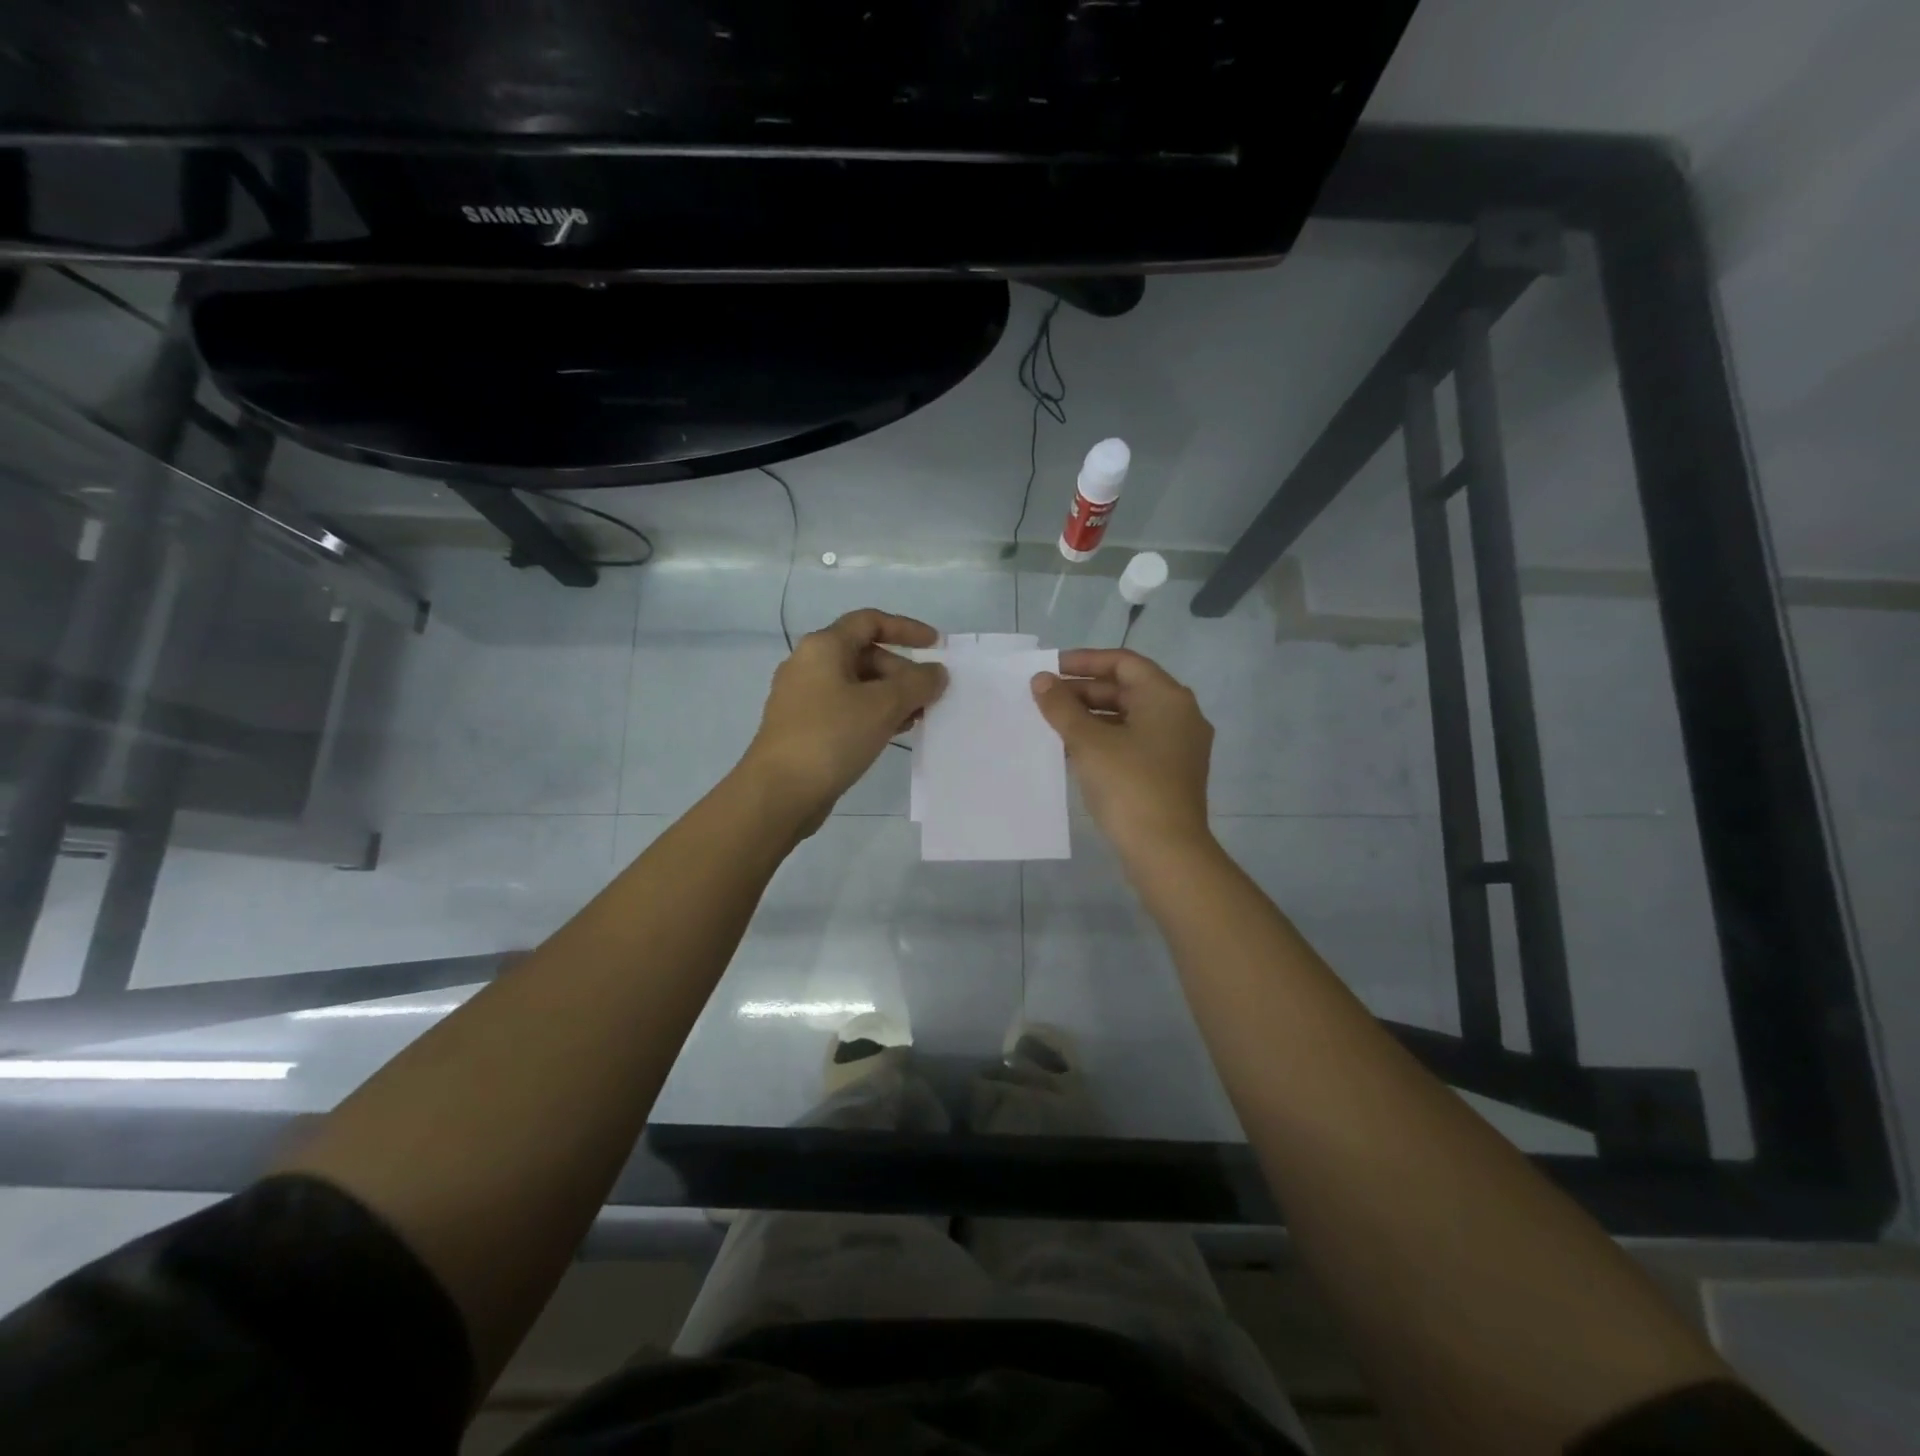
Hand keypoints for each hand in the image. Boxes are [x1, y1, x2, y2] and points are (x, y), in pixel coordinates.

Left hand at [741, 609, 946, 830]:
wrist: (779, 792)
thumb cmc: (832, 736)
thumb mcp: (883, 706)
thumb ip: (917, 683)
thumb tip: (936, 672)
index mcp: (824, 647)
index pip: (870, 621)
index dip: (906, 628)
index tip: (936, 646)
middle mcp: (809, 664)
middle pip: (865, 654)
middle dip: (902, 671)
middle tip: (929, 697)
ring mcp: (803, 697)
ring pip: (857, 685)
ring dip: (891, 696)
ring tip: (918, 718)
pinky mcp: (804, 727)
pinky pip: (846, 708)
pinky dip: (872, 714)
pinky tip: (892, 733)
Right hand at [1031, 648, 1214, 854]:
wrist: (1166, 851)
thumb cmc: (1129, 786)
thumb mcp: (1089, 742)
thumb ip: (1062, 707)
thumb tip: (1041, 680)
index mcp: (1167, 698)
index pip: (1124, 663)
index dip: (1085, 661)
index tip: (1051, 668)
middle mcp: (1179, 715)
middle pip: (1127, 689)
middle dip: (1084, 691)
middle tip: (1046, 698)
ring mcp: (1178, 746)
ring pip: (1129, 718)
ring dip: (1091, 717)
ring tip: (1053, 723)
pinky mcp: (1170, 773)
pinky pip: (1134, 742)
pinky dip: (1105, 740)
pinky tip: (1073, 750)